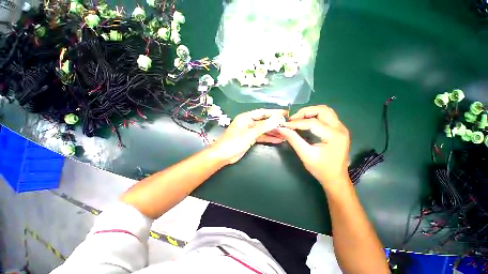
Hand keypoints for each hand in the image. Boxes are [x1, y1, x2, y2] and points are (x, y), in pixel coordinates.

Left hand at [213, 109, 287, 164]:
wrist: (223, 155)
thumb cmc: (234, 142)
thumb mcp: (250, 133)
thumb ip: (264, 126)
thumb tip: (277, 119)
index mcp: (246, 117)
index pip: (263, 112)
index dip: (274, 112)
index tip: (285, 113)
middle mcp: (248, 123)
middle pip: (264, 121)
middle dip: (275, 123)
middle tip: (287, 124)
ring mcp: (250, 131)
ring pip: (264, 130)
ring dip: (273, 132)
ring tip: (286, 133)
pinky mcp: (250, 139)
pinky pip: (261, 137)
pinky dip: (269, 138)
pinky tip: (278, 140)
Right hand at [277, 105, 349, 187]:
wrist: (336, 179)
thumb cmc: (321, 169)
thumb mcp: (305, 154)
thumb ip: (293, 139)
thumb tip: (281, 129)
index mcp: (333, 136)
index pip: (312, 123)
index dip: (296, 123)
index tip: (284, 124)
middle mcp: (340, 128)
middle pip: (322, 110)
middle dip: (305, 112)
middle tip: (292, 119)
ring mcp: (341, 128)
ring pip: (325, 111)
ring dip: (310, 112)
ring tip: (298, 119)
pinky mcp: (338, 130)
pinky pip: (326, 117)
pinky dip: (314, 116)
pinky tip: (305, 122)